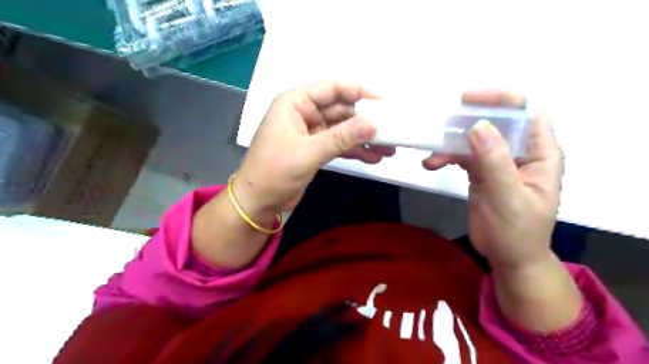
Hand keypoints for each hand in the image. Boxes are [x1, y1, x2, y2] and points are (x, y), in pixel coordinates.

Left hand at [233, 80, 395, 217]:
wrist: (258, 202)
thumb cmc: (275, 172)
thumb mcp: (308, 152)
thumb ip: (341, 137)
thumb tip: (373, 124)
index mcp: (296, 102)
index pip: (334, 88)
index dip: (361, 91)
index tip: (387, 101)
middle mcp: (304, 112)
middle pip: (342, 109)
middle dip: (366, 121)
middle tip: (393, 130)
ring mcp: (311, 131)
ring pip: (343, 129)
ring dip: (364, 138)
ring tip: (389, 149)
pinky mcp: (315, 149)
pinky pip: (339, 144)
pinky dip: (354, 150)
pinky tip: (373, 158)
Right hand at [425, 88, 560, 268]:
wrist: (507, 257)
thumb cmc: (517, 232)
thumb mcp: (508, 197)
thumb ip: (495, 161)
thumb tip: (478, 125)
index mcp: (539, 153)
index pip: (527, 112)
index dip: (502, 98)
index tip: (469, 99)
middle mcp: (519, 152)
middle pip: (496, 121)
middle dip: (468, 119)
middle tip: (442, 122)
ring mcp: (498, 162)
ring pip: (474, 139)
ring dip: (451, 144)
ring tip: (432, 156)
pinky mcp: (480, 173)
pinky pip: (462, 156)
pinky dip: (446, 157)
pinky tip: (431, 164)